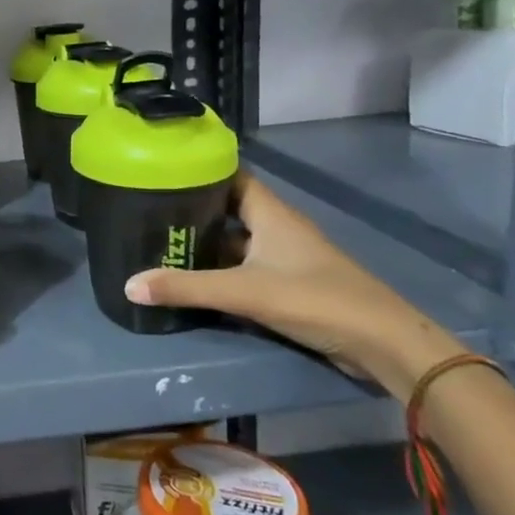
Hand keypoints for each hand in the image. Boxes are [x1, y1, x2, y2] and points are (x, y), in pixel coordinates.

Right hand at [122, 174, 449, 400]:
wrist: (385, 345)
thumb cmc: (316, 300)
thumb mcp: (244, 292)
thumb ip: (186, 288)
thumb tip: (129, 284)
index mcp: (270, 213)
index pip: (230, 176)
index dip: (198, 170)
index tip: (160, 170)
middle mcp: (277, 228)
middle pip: (228, 209)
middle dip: (191, 210)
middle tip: (147, 211)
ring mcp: (285, 258)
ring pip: (235, 241)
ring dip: (204, 243)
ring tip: (160, 243)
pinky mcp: (289, 285)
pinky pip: (244, 268)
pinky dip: (219, 270)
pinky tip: (193, 279)